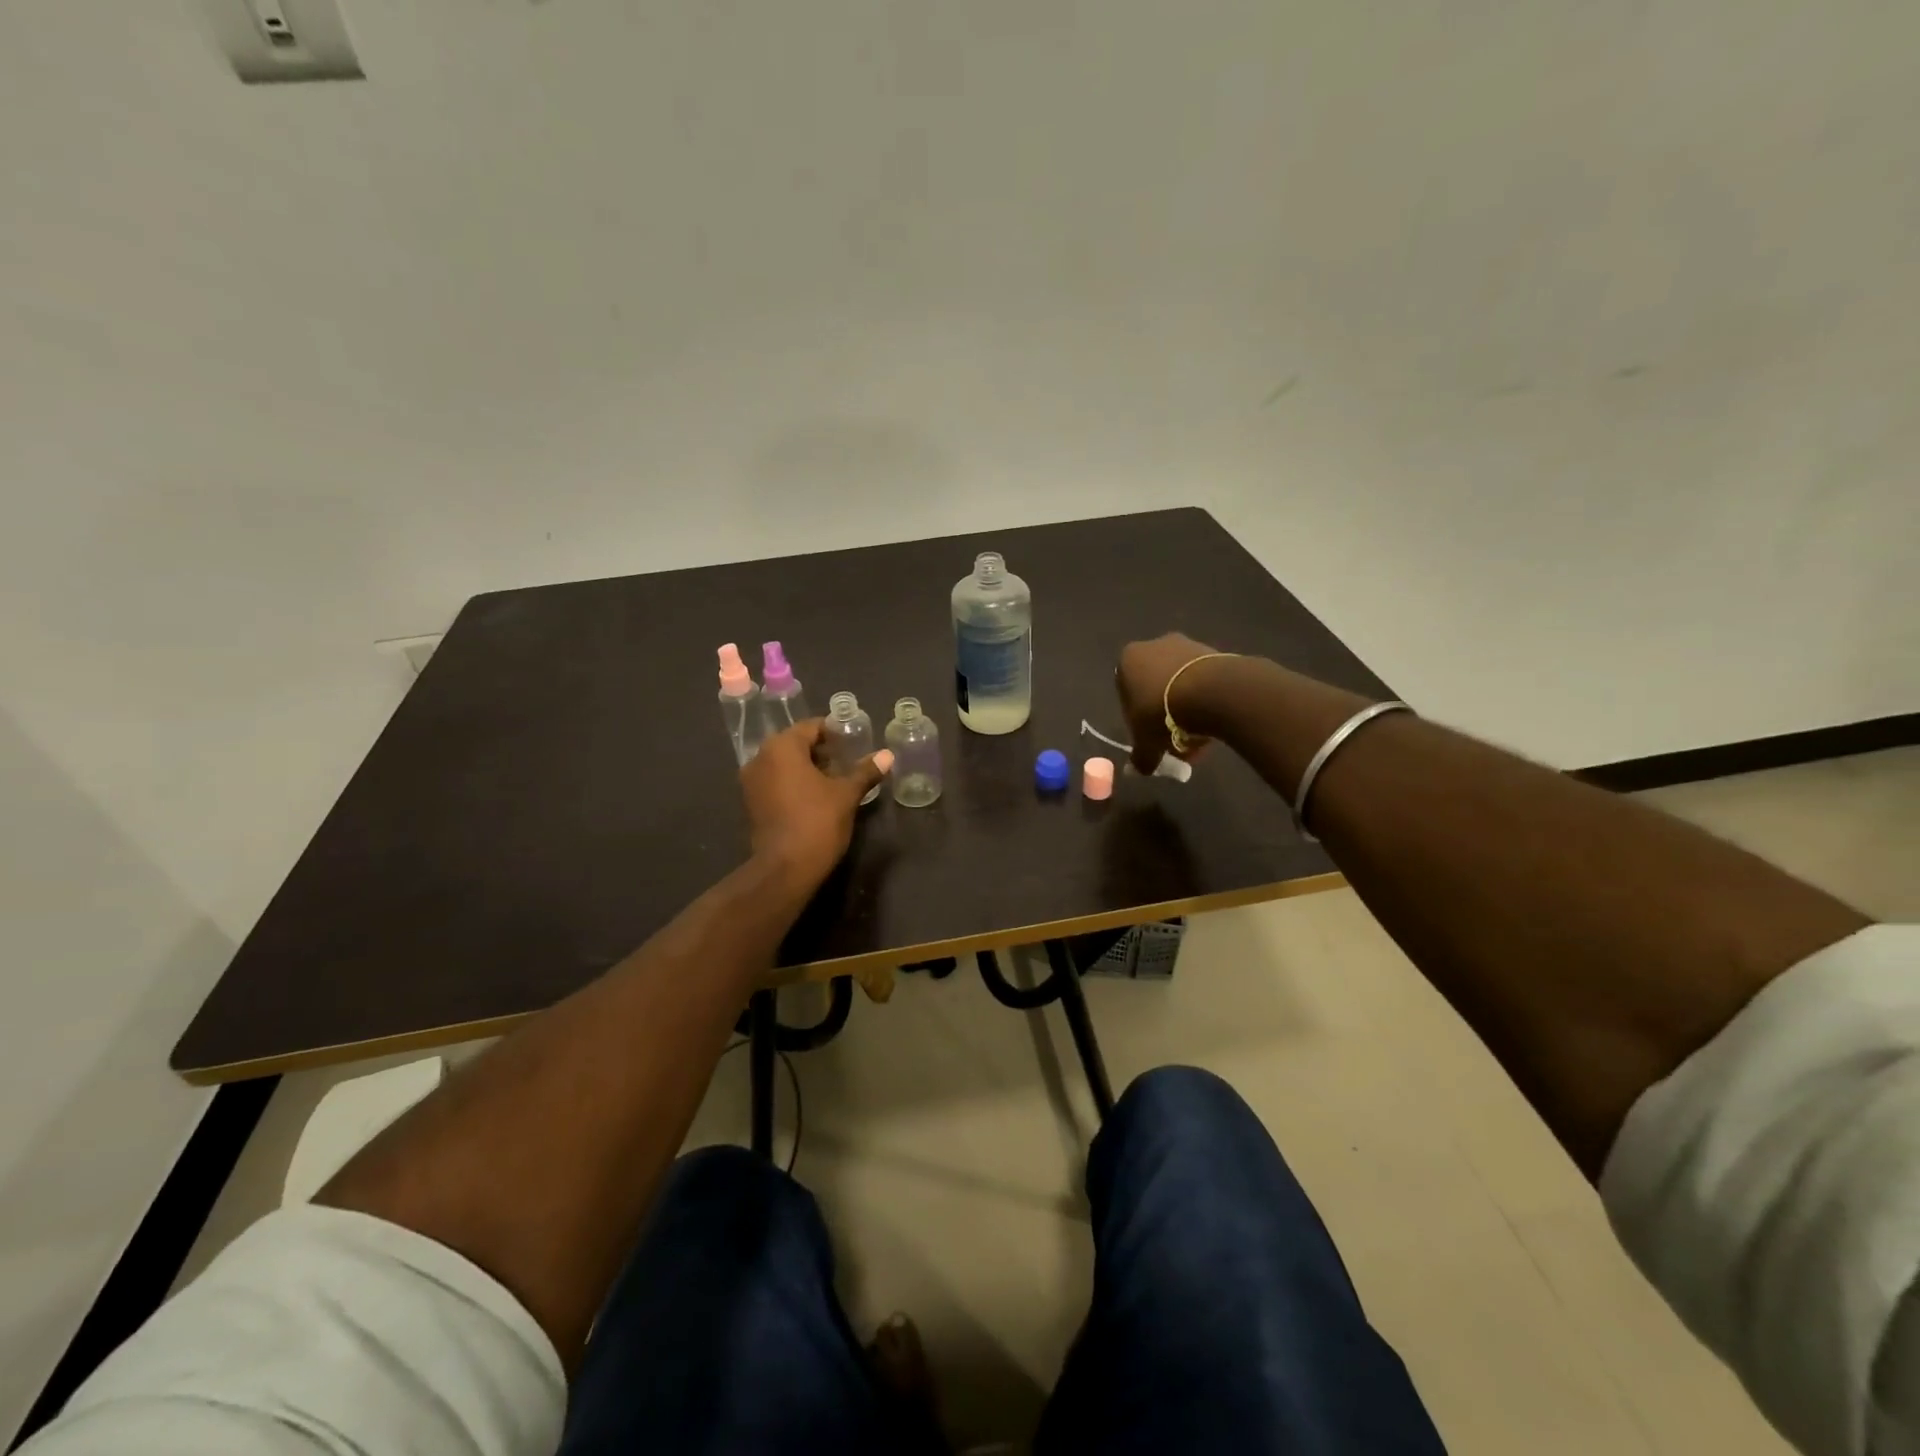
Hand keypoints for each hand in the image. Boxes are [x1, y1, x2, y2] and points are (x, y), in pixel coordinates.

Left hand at [740, 720, 891, 887]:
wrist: (785, 869)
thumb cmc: (817, 822)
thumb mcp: (846, 794)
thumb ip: (865, 771)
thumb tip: (887, 755)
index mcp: (782, 747)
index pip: (811, 727)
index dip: (834, 733)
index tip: (853, 742)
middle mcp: (760, 758)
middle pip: (795, 744)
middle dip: (821, 751)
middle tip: (847, 761)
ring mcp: (751, 782)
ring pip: (783, 764)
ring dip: (807, 768)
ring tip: (835, 780)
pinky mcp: (751, 804)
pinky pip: (775, 782)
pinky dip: (794, 783)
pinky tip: (816, 797)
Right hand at [1115, 632, 1224, 773]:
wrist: (1212, 692)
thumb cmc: (1163, 713)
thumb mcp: (1146, 743)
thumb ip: (1140, 757)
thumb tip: (1135, 771)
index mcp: (1128, 660)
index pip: (1126, 691)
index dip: (1137, 717)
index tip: (1149, 735)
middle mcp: (1154, 645)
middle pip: (1155, 685)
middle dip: (1164, 712)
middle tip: (1175, 740)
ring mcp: (1186, 644)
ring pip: (1181, 682)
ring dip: (1186, 706)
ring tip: (1198, 735)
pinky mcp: (1214, 651)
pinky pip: (1204, 679)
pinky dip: (1206, 698)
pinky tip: (1212, 721)